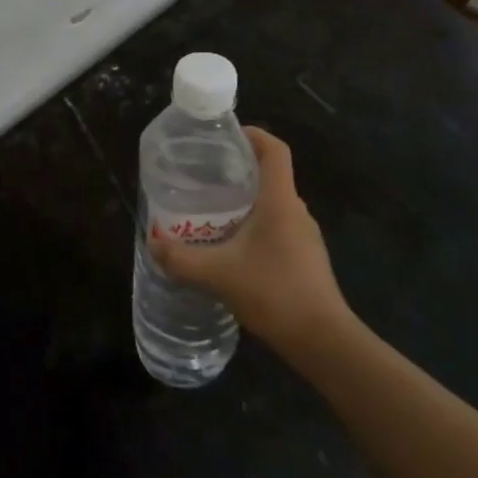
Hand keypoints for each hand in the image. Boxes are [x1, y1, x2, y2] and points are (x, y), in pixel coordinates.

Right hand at [151, 127, 351, 351]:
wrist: (324, 343)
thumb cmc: (275, 293)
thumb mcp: (219, 274)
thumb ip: (182, 258)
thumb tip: (153, 242)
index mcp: (280, 200)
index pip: (275, 150)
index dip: (254, 134)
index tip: (227, 135)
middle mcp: (296, 211)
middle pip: (271, 175)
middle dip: (240, 170)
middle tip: (206, 175)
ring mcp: (305, 237)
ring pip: (274, 204)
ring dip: (247, 202)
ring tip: (213, 211)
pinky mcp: (306, 260)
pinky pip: (278, 228)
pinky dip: (256, 227)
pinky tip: (234, 249)